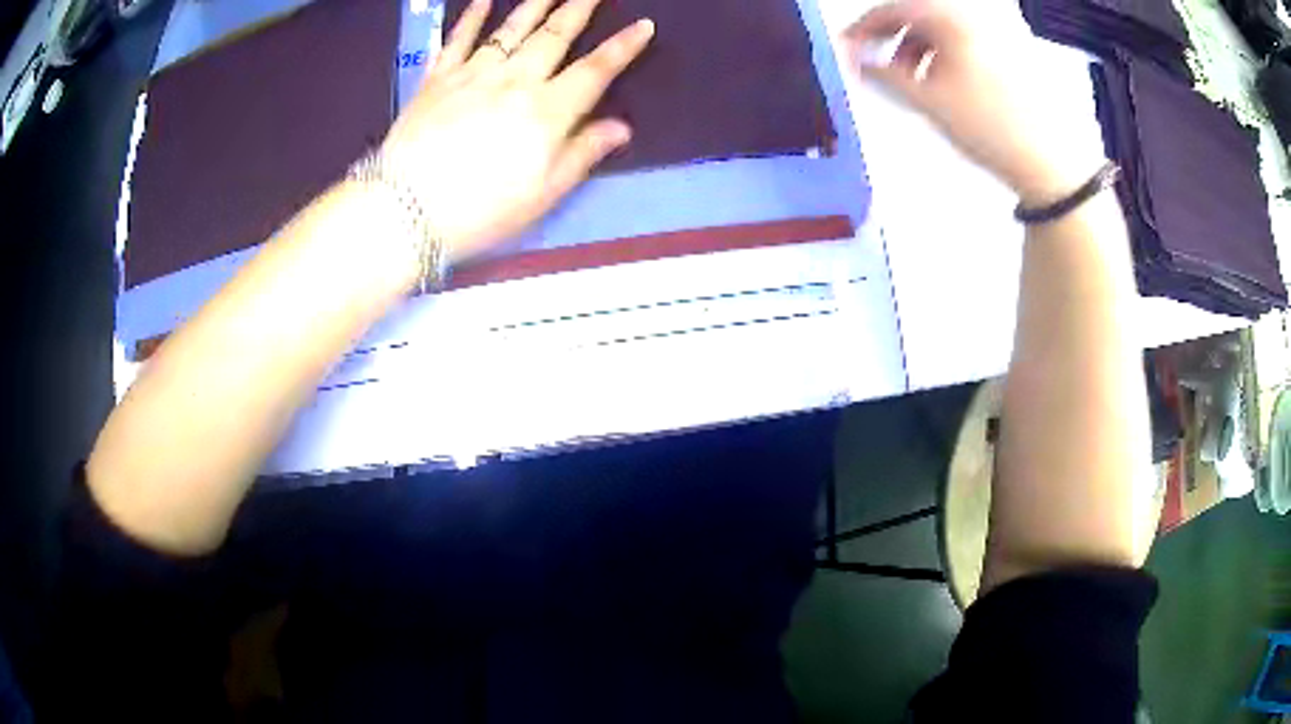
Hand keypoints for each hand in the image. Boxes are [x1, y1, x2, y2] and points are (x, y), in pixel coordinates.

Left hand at [379, 0, 653, 260]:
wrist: (405, 210)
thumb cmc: (481, 210)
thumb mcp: (543, 194)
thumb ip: (582, 153)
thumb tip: (622, 127)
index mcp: (547, 111)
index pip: (595, 71)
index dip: (622, 47)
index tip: (643, 25)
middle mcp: (515, 81)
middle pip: (553, 37)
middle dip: (578, 9)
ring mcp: (472, 75)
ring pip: (510, 30)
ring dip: (535, 4)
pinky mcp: (436, 80)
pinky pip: (457, 40)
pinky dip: (470, 18)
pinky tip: (482, 1)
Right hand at [844, 0, 1095, 204]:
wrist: (1050, 160)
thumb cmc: (989, 128)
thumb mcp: (928, 101)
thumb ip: (883, 74)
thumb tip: (852, 58)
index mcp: (951, 20)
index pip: (893, 9)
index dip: (864, 28)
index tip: (848, 47)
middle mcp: (974, 17)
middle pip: (919, 15)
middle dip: (893, 39)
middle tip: (880, 66)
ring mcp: (997, 32)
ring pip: (943, 28)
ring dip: (920, 47)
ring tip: (916, 80)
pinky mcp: (1012, 50)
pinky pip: (966, 40)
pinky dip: (947, 54)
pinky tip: (947, 81)